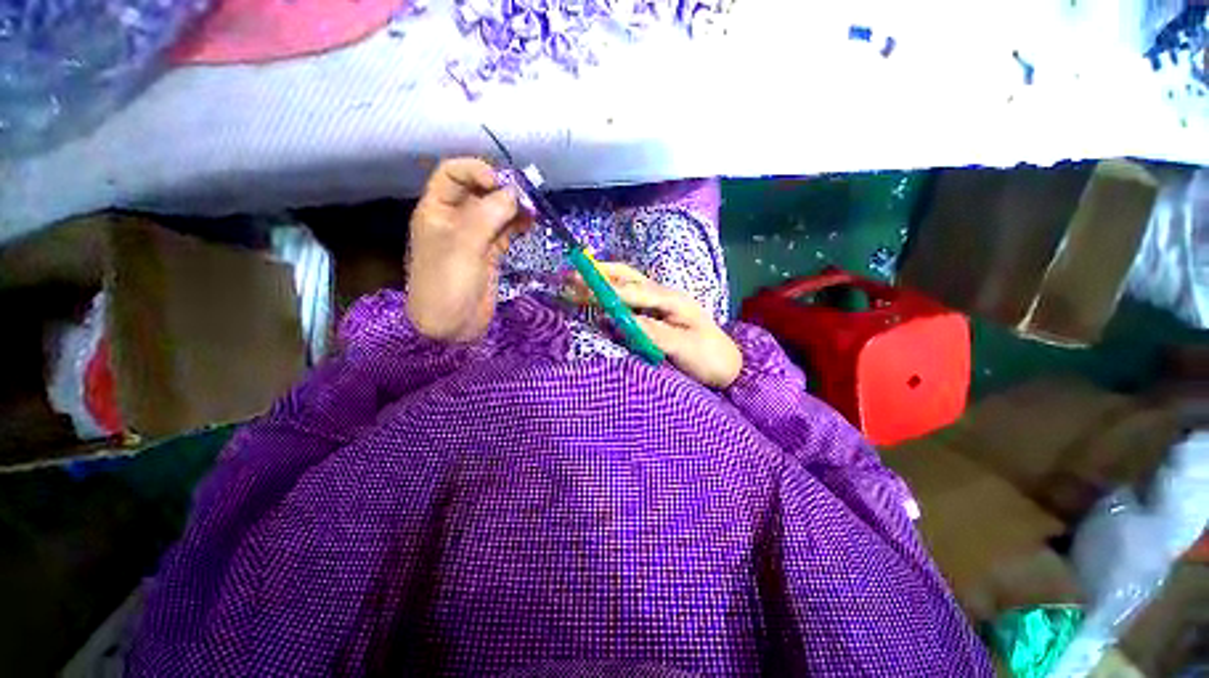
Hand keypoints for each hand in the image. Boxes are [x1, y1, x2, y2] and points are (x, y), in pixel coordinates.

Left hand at [406, 158, 531, 341]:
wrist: (451, 327)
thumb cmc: (447, 283)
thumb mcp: (464, 245)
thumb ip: (488, 215)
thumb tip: (513, 193)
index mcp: (437, 209)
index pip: (453, 173)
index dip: (477, 171)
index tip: (501, 184)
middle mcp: (455, 219)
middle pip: (479, 191)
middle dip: (503, 190)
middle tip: (527, 198)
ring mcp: (475, 237)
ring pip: (496, 212)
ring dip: (515, 208)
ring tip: (534, 211)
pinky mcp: (491, 254)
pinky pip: (506, 232)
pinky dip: (519, 225)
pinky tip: (531, 223)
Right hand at [567, 262, 742, 388]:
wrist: (727, 365)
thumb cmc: (709, 357)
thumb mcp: (684, 348)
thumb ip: (653, 333)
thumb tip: (618, 320)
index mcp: (671, 300)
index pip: (633, 292)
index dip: (607, 291)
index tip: (581, 291)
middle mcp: (662, 295)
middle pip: (627, 277)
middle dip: (600, 274)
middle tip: (571, 274)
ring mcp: (658, 303)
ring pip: (626, 284)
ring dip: (602, 280)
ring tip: (575, 280)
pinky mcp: (654, 314)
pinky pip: (628, 299)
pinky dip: (609, 295)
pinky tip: (595, 298)